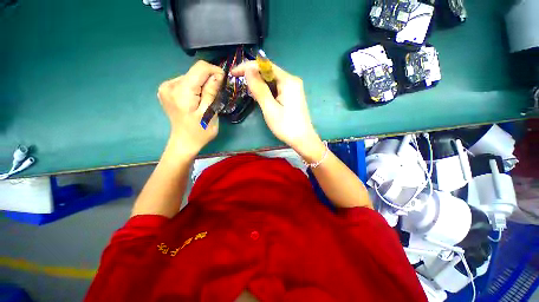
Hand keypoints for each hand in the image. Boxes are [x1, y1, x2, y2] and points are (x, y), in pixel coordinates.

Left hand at [158, 60, 223, 157]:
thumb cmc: (200, 131)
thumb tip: (218, 75)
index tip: (223, 81)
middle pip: (195, 72)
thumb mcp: (210, 113)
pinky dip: (195, 88)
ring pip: (191, 77)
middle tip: (215, 95)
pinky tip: (196, 99)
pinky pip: (185, 82)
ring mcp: (166, 87)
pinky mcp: (166, 90)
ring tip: (205, 100)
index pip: (200, 68)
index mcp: (181, 92)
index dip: (214, 71)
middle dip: (208, 81)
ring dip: (202, 85)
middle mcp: (169, 85)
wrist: (184, 142)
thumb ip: (211, 92)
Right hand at [231, 61, 324, 161]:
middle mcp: (292, 81)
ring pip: (272, 81)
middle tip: (243, 88)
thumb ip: (259, 88)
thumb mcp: (270, 108)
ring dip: (260, 86)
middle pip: (269, 72)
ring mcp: (293, 88)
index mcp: (288, 81)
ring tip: (252, 95)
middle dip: (254, 77)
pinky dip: (267, 92)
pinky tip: (263, 99)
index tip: (234, 73)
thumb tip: (248, 69)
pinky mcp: (292, 96)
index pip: (265, 66)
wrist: (303, 140)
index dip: (248, 67)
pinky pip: (277, 89)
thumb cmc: (286, 126)